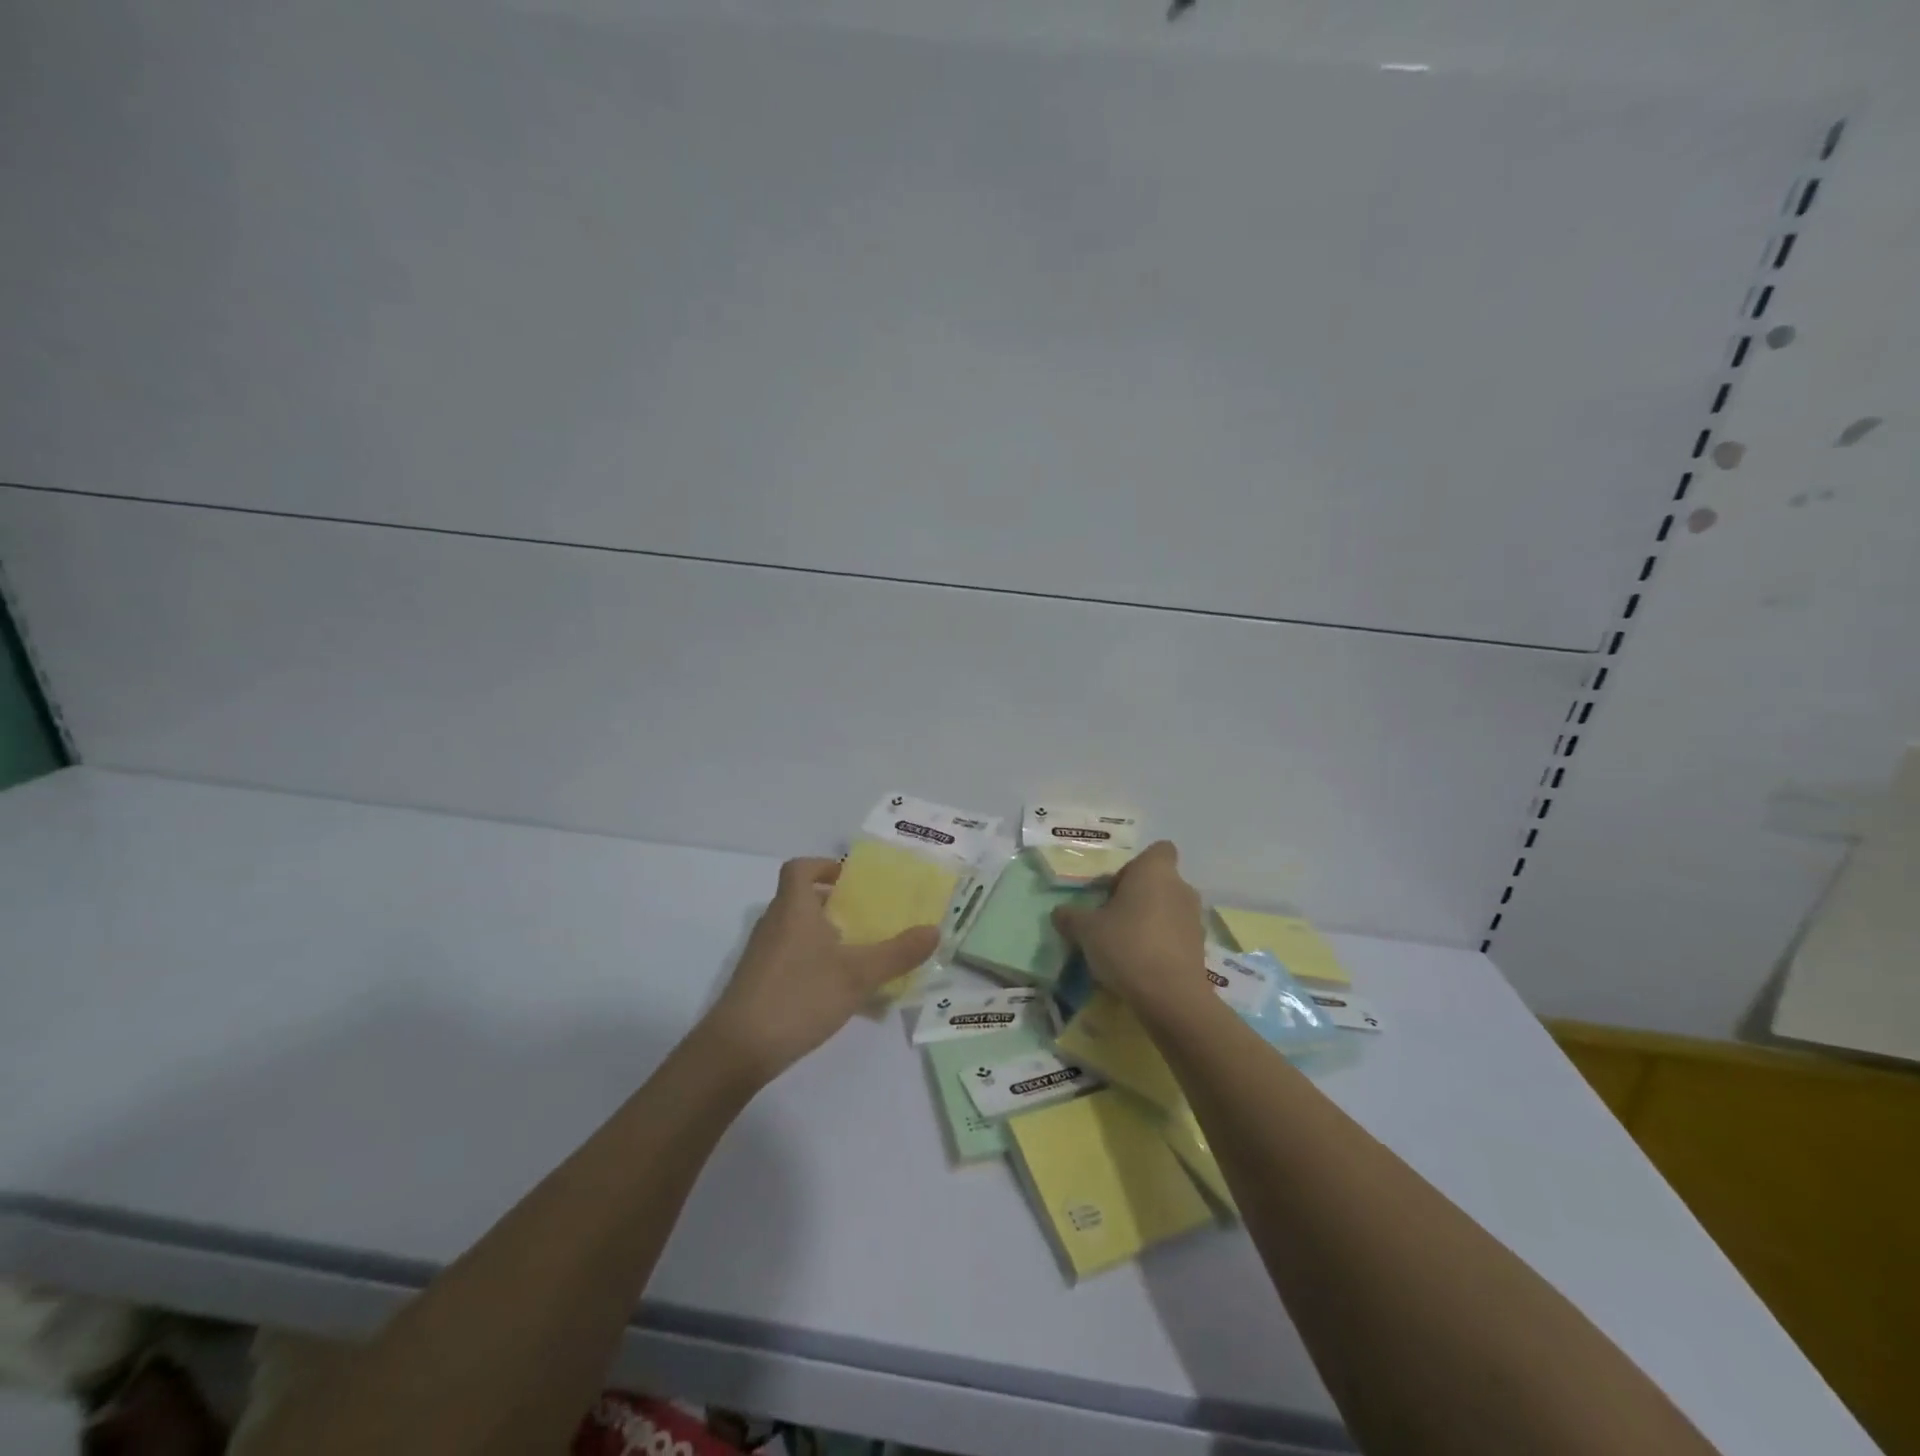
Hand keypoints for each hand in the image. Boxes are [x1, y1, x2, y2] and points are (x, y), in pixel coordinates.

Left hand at [699, 857, 940, 1083]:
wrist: (738, 1049)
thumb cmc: (799, 996)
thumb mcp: (858, 974)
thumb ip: (897, 953)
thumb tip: (934, 930)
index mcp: (794, 908)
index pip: (800, 868)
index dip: (824, 866)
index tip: (851, 881)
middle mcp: (774, 924)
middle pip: (801, 899)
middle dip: (834, 905)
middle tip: (867, 919)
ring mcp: (762, 955)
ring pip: (796, 931)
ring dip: (825, 936)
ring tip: (859, 955)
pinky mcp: (758, 983)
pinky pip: (790, 958)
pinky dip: (813, 963)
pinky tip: (836, 991)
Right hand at [1052, 841, 1207, 1015]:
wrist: (1170, 996)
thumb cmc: (1126, 945)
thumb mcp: (1086, 930)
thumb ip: (1071, 917)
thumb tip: (1059, 912)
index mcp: (1154, 871)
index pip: (1158, 850)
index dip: (1136, 866)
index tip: (1116, 888)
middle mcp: (1180, 887)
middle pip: (1159, 882)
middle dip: (1139, 896)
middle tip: (1112, 919)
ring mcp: (1195, 918)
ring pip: (1169, 909)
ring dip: (1150, 921)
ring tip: (1125, 945)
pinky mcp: (1201, 947)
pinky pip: (1176, 935)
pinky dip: (1162, 944)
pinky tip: (1142, 965)